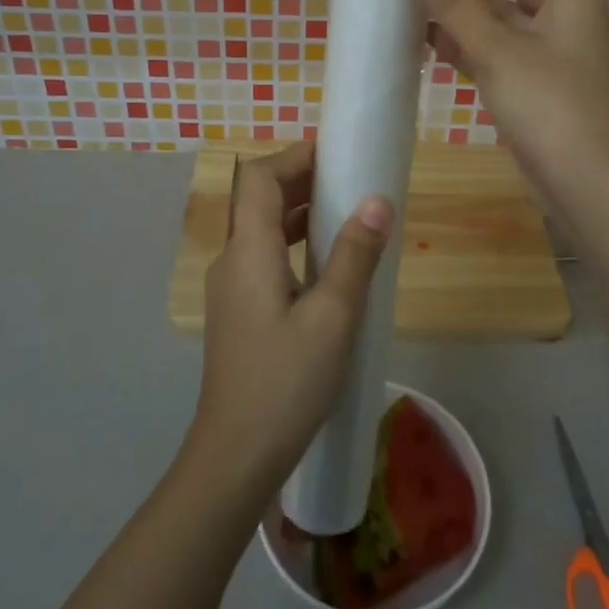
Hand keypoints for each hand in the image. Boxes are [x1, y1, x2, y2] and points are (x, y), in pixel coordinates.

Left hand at [189, 143, 392, 494]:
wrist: (235, 456)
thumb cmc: (285, 383)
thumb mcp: (332, 317)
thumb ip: (353, 256)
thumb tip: (377, 201)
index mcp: (248, 252)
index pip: (259, 179)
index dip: (293, 157)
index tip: (335, 152)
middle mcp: (232, 261)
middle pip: (259, 201)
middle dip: (301, 181)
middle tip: (350, 178)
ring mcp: (231, 289)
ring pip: (262, 231)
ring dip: (298, 214)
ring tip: (346, 214)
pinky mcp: (238, 313)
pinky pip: (264, 258)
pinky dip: (293, 245)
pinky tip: (327, 266)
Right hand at [410, 0, 608, 214]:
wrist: (589, 188)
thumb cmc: (552, 107)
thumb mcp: (499, 50)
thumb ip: (457, 3)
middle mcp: (567, 22)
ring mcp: (552, 60)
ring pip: (506, 20)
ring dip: (468, 10)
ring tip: (419, 4)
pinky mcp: (537, 92)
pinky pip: (500, 54)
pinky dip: (470, 45)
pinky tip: (432, 46)